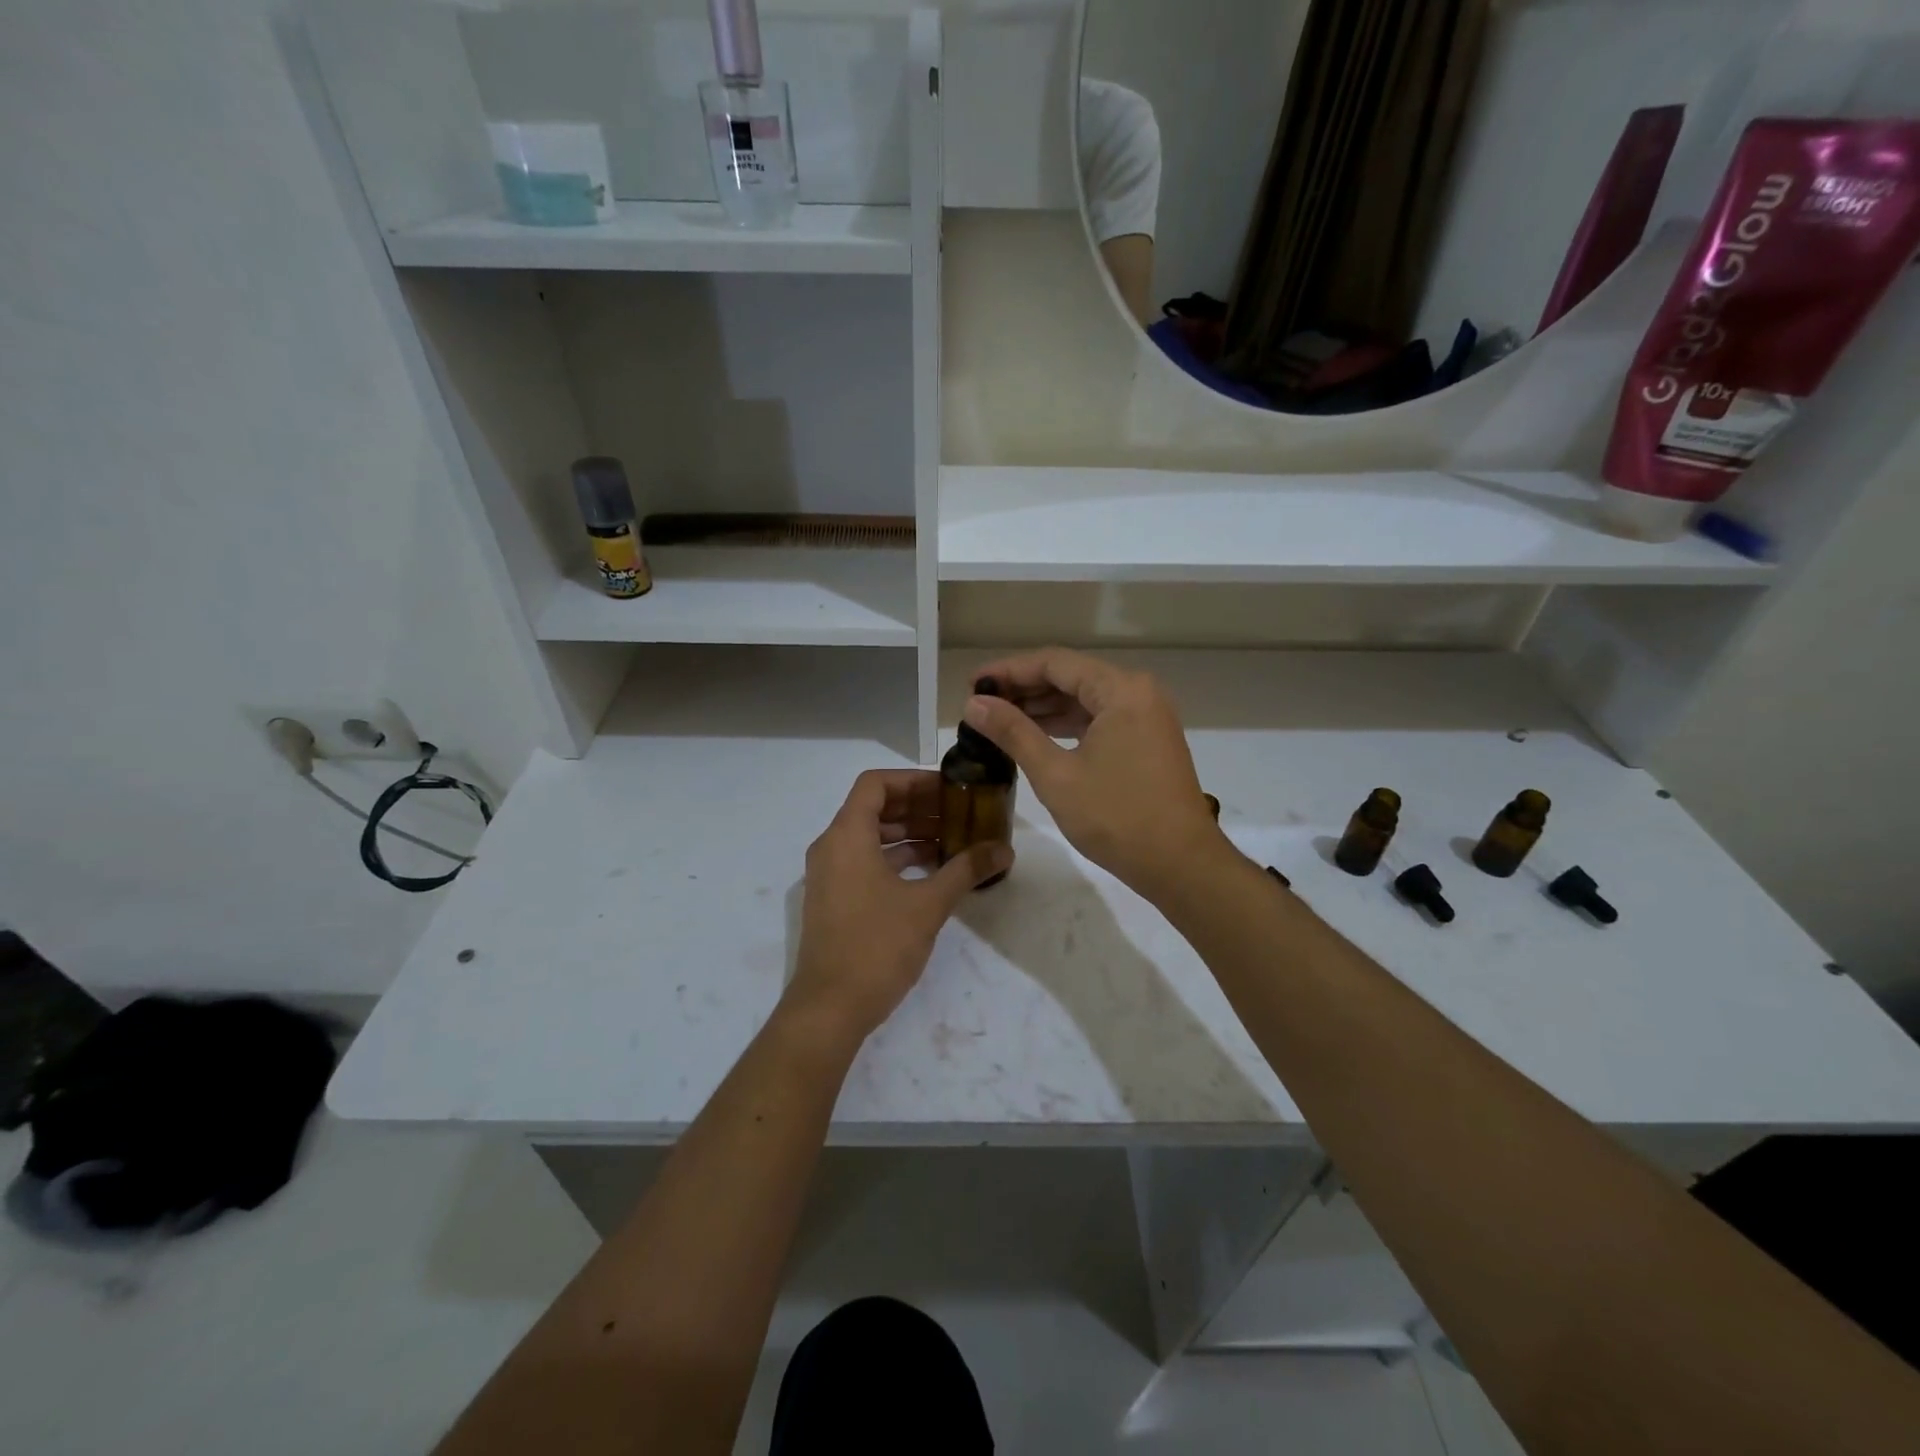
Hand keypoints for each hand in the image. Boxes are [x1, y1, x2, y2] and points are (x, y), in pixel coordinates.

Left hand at [784, 769, 1012, 1043]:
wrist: (830, 1008)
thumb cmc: (876, 946)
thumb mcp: (928, 905)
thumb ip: (966, 870)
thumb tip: (1004, 850)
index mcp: (847, 836)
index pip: (875, 783)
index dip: (913, 780)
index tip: (948, 789)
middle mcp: (832, 847)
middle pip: (874, 808)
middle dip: (918, 807)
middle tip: (959, 813)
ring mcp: (830, 875)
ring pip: (871, 836)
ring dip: (909, 833)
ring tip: (952, 839)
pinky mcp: (835, 899)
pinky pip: (866, 861)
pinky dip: (897, 858)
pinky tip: (931, 870)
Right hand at [962, 648, 1226, 901]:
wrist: (1181, 865)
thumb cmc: (1117, 817)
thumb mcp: (1056, 775)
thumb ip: (1013, 733)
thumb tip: (973, 704)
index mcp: (1121, 690)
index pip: (1054, 663)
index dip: (1009, 670)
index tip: (971, 683)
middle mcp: (1138, 692)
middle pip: (1071, 676)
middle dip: (1024, 688)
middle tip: (979, 703)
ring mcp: (1147, 717)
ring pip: (1085, 699)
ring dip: (1043, 707)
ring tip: (998, 720)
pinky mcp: (1148, 740)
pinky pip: (1100, 719)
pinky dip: (1067, 725)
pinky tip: (1036, 736)